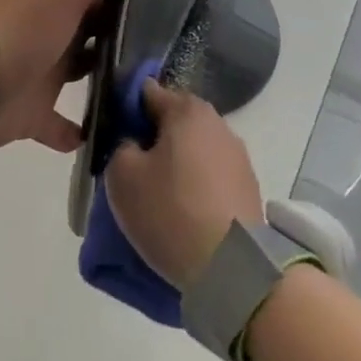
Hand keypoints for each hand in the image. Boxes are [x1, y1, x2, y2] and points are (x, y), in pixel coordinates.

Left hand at [0, 0, 172, 154]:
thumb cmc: (15, 28)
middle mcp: (53, 29)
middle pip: (99, 28)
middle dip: (132, 35)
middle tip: (183, 53)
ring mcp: (40, 72)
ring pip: (85, 72)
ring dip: (113, 79)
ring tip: (161, 96)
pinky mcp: (30, 114)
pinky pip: (62, 126)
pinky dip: (83, 131)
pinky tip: (116, 140)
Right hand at [105, 81, 262, 289]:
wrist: (233, 268)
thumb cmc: (170, 210)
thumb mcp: (122, 175)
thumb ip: (121, 146)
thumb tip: (135, 145)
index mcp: (187, 110)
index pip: (147, 92)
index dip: (125, 109)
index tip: (112, 135)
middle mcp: (218, 123)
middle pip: (174, 121)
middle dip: (152, 138)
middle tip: (131, 168)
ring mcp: (238, 156)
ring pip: (193, 149)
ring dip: (175, 163)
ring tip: (156, 195)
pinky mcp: (248, 188)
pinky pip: (210, 176)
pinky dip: (195, 186)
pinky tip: (182, 211)